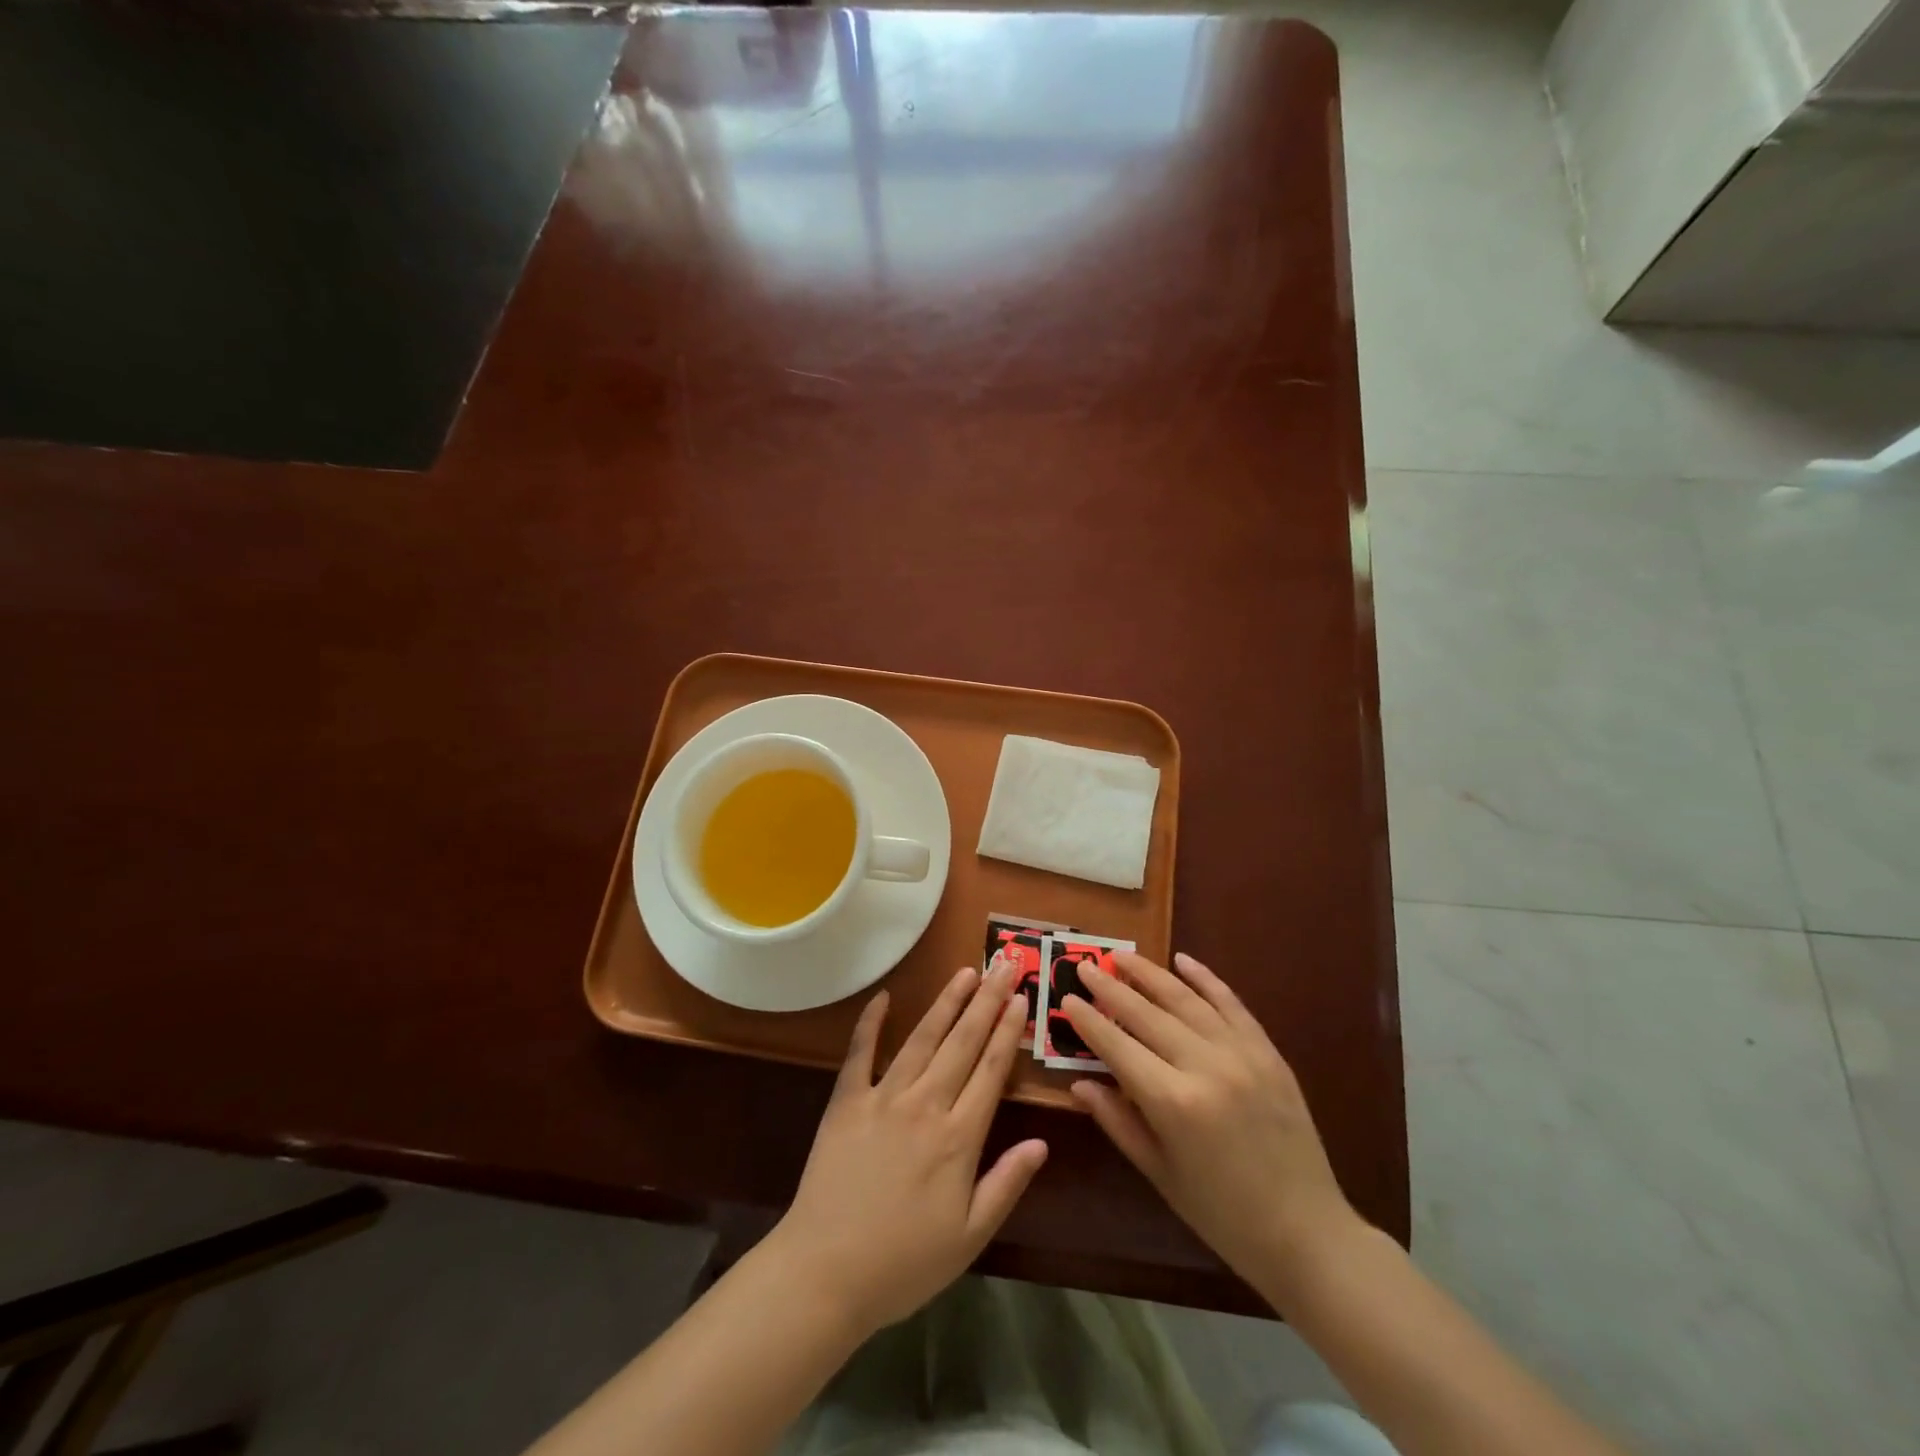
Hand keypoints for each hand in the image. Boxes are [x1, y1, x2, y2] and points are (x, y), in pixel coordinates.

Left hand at [770, 963, 1047, 1336]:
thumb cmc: (904, 1263)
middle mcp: (925, 1105)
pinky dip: (871, 1022)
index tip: (1021, 998)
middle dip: (987, 1001)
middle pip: (963, 1042)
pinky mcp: (846, 1101)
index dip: (1008, 1031)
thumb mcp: (969, 1238)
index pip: (991, 1070)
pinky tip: (884, 996)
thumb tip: (1042, 1143)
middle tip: (1004, 965)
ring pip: (922, 1038)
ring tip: (966, 972)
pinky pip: (861, 1052)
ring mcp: (883, 1097)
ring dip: (946, 1002)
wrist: (825, 1274)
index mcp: (958, 1138)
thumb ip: (1006, 1184)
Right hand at [1062, 951, 1358, 1300]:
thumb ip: (1118, 1122)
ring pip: (1186, 1000)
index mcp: (1174, 1103)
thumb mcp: (1160, 1174)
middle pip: (1147, 1014)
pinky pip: (1231, 1004)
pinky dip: (1206, 979)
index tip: (1067, 998)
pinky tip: (1183, 961)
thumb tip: (1078, 1085)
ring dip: (1150, 973)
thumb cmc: (1223, 1215)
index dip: (1089, 1021)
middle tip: (1085, 965)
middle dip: (1111, 987)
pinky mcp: (1268, 1052)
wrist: (1308, 1233)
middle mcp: (1205, 1067)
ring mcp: (1241, 1054)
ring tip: (1122, 955)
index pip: (1118, 1047)